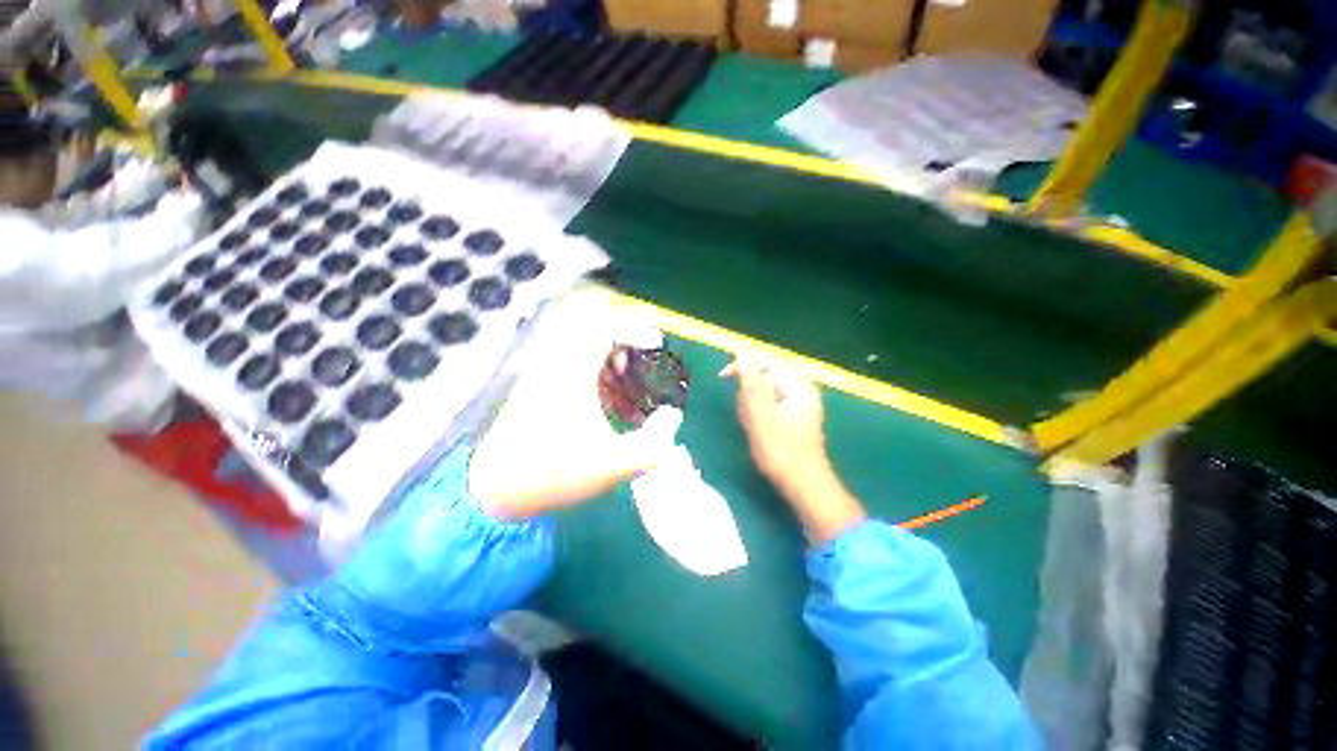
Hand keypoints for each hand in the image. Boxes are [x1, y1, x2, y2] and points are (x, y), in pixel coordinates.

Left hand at [469, 293, 680, 519]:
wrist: (497, 489)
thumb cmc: (555, 473)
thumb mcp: (612, 464)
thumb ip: (653, 443)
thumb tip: (674, 416)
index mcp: (573, 373)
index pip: (606, 329)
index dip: (637, 330)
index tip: (658, 345)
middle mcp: (557, 365)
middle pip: (597, 333)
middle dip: (627, 347)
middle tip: (644, 369)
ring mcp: (546, 376)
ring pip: (587, 351)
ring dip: (614, 366)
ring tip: (632, 396)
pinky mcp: (541, 389)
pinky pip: (577, 368)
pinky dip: (600, 380)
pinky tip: (613, 411)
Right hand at [722, 356, 864, 542]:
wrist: (803, 484)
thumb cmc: (780, 449)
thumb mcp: (760, 412)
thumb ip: (752, 380)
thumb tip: (743, 352)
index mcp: (796, 383)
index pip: (763, 360)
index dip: (742, 367)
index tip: (722, 380)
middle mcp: (801, 388)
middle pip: (763, 377)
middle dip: (748, 395)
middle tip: (747, 417)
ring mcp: (800, 403)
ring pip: (764, 393)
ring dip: (752, 407)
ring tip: (753, 427)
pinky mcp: (795, 417)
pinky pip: (770, 406)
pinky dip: (760, 416)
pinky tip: (760, 432)